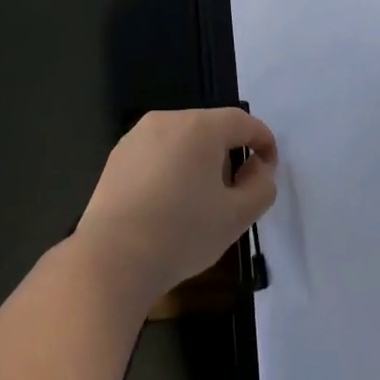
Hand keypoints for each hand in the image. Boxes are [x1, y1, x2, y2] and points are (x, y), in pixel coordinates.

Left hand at [74, 108, 277, 308]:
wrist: (111, 259)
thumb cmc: (181, 233)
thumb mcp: (236, 217)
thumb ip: (261, 187)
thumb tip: (257, 167)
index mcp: (200, 127)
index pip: (244, 122)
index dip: (264, 142)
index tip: (268, 170)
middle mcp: (167, 120)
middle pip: (211, 128)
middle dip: (229, 154)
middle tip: (234, 193)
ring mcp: (137, 136)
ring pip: (182, 140)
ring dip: (199, 162)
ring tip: (199, 202)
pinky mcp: (117, 156)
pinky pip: (157, 153)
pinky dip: (171, 169)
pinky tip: (166, 205)